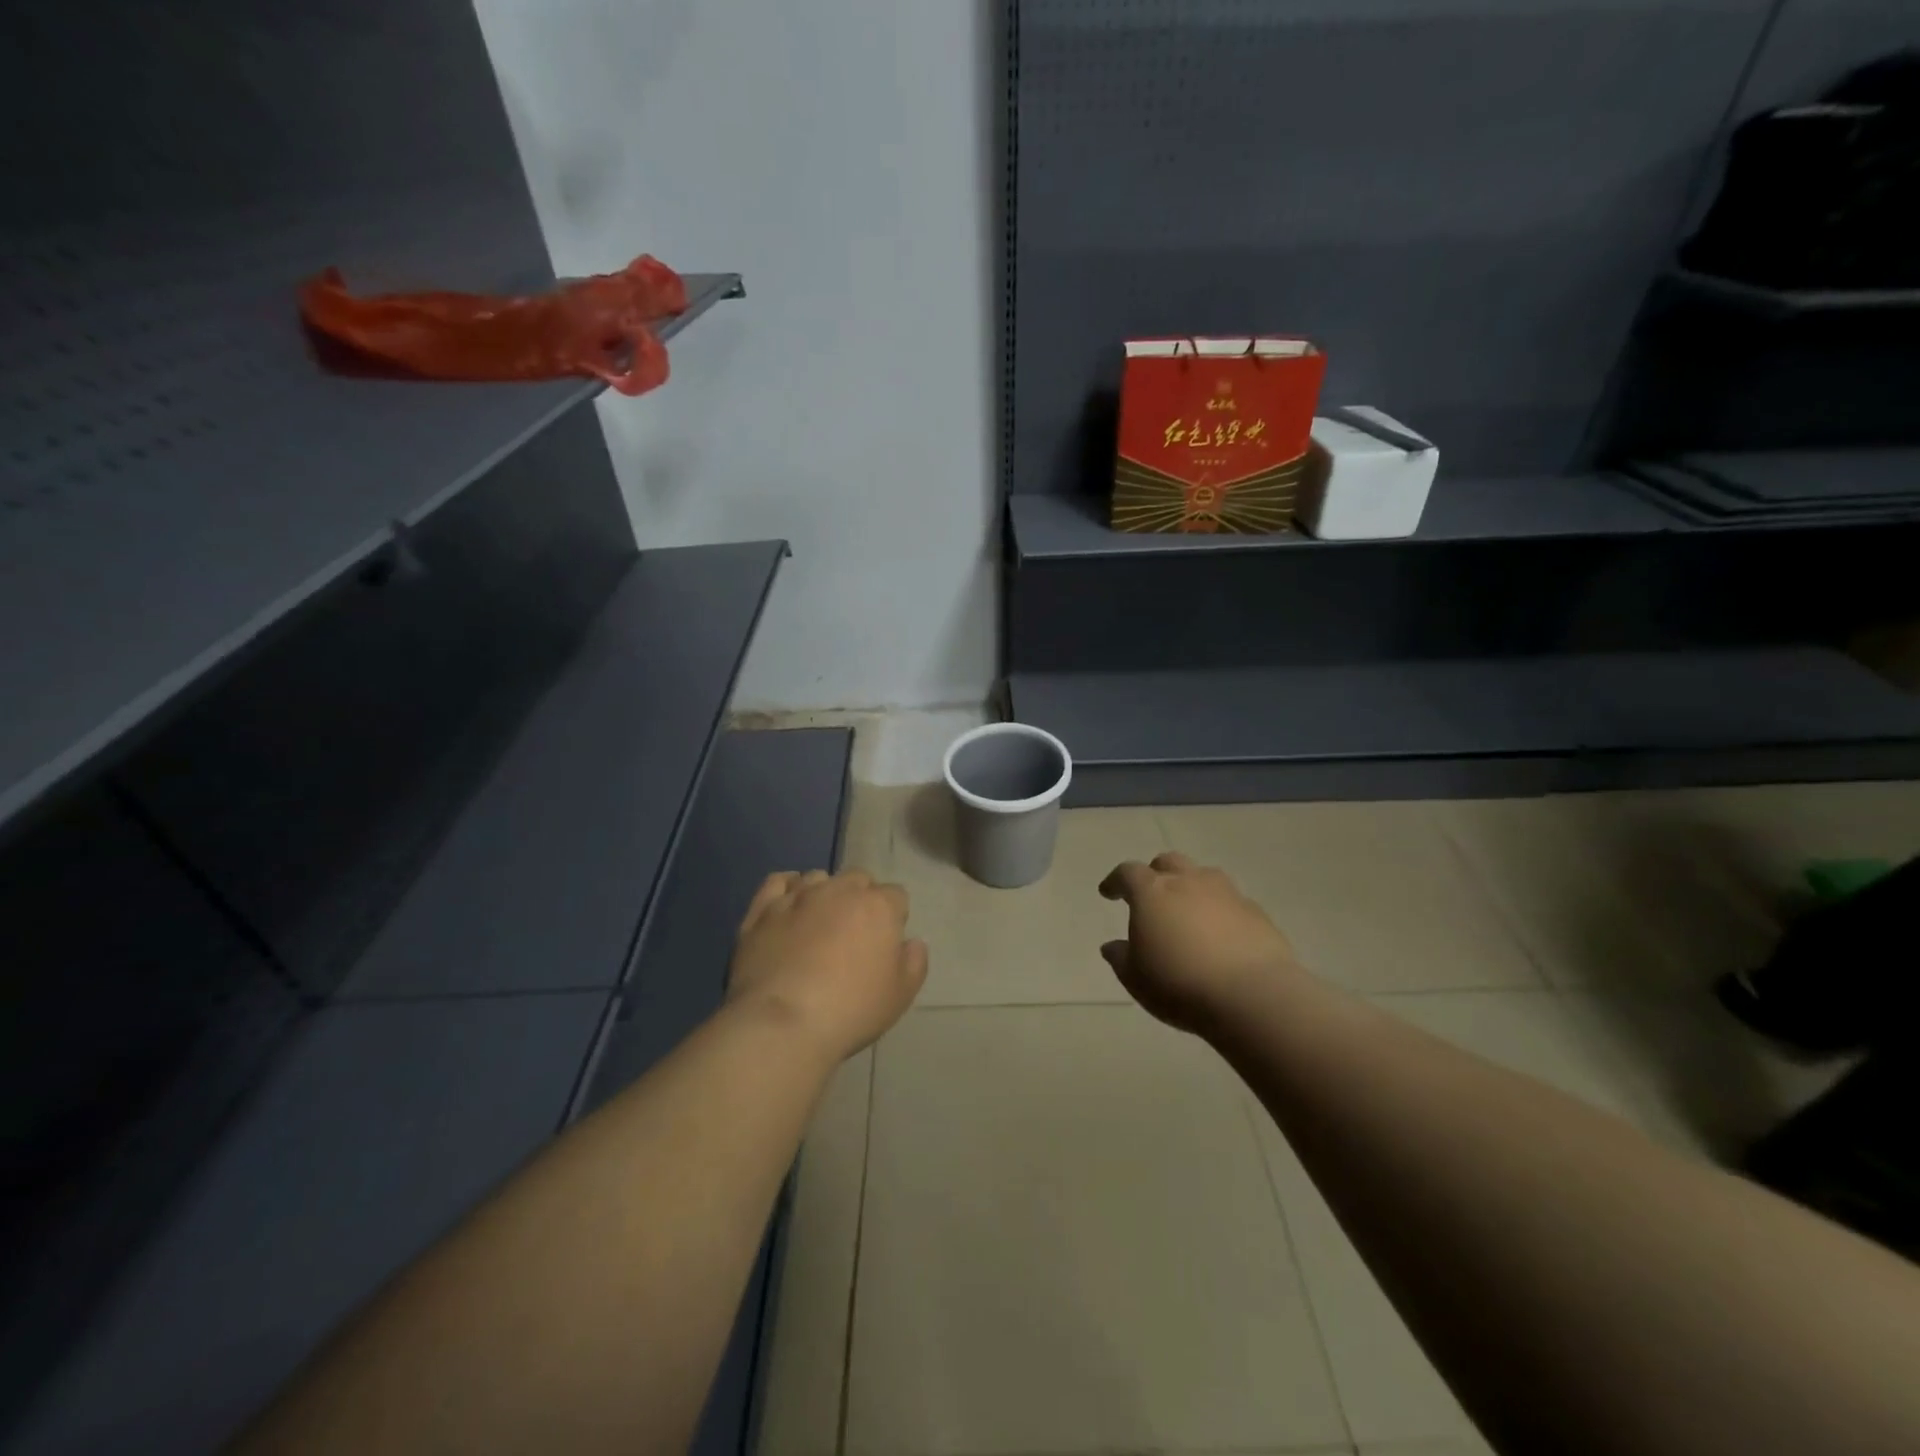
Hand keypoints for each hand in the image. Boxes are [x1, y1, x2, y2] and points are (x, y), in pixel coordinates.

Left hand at [729, 870, 927, 1061]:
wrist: (782, 1023)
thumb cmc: (851, 1010)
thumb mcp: (900, 995)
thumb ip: (914, 962)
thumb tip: (913, 943)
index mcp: (878, 906)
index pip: (896, 896)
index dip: (894, 917)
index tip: (886, 944)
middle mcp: (839, 890)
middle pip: (858, 879)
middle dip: (861, 898)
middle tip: (854, 934)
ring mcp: (798, 896)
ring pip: (819, 877)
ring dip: (825, 893)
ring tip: (819, 923)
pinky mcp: (763, 909)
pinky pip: (778, 881)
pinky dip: (787, 887)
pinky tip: (789, 903)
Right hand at [1099, 853, 1298, 1033]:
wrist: (1251, 995)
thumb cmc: (1179, 983)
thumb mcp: (1136, 978)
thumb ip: (1121, 958)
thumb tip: (1112, 946)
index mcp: (1152, 892)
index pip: (1127, 872)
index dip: (1115, 881)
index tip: (1108, 893)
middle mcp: (1188, 882)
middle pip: (1168, 862)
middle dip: (1155, 873)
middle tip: (1151, 895)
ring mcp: (1227, 893)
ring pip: (1204, 875)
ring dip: (1192, 886)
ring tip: (1189, 911)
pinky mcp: (1256, 912)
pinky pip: (1232, 901)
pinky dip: (1221, 910)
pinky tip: (1221, 934)